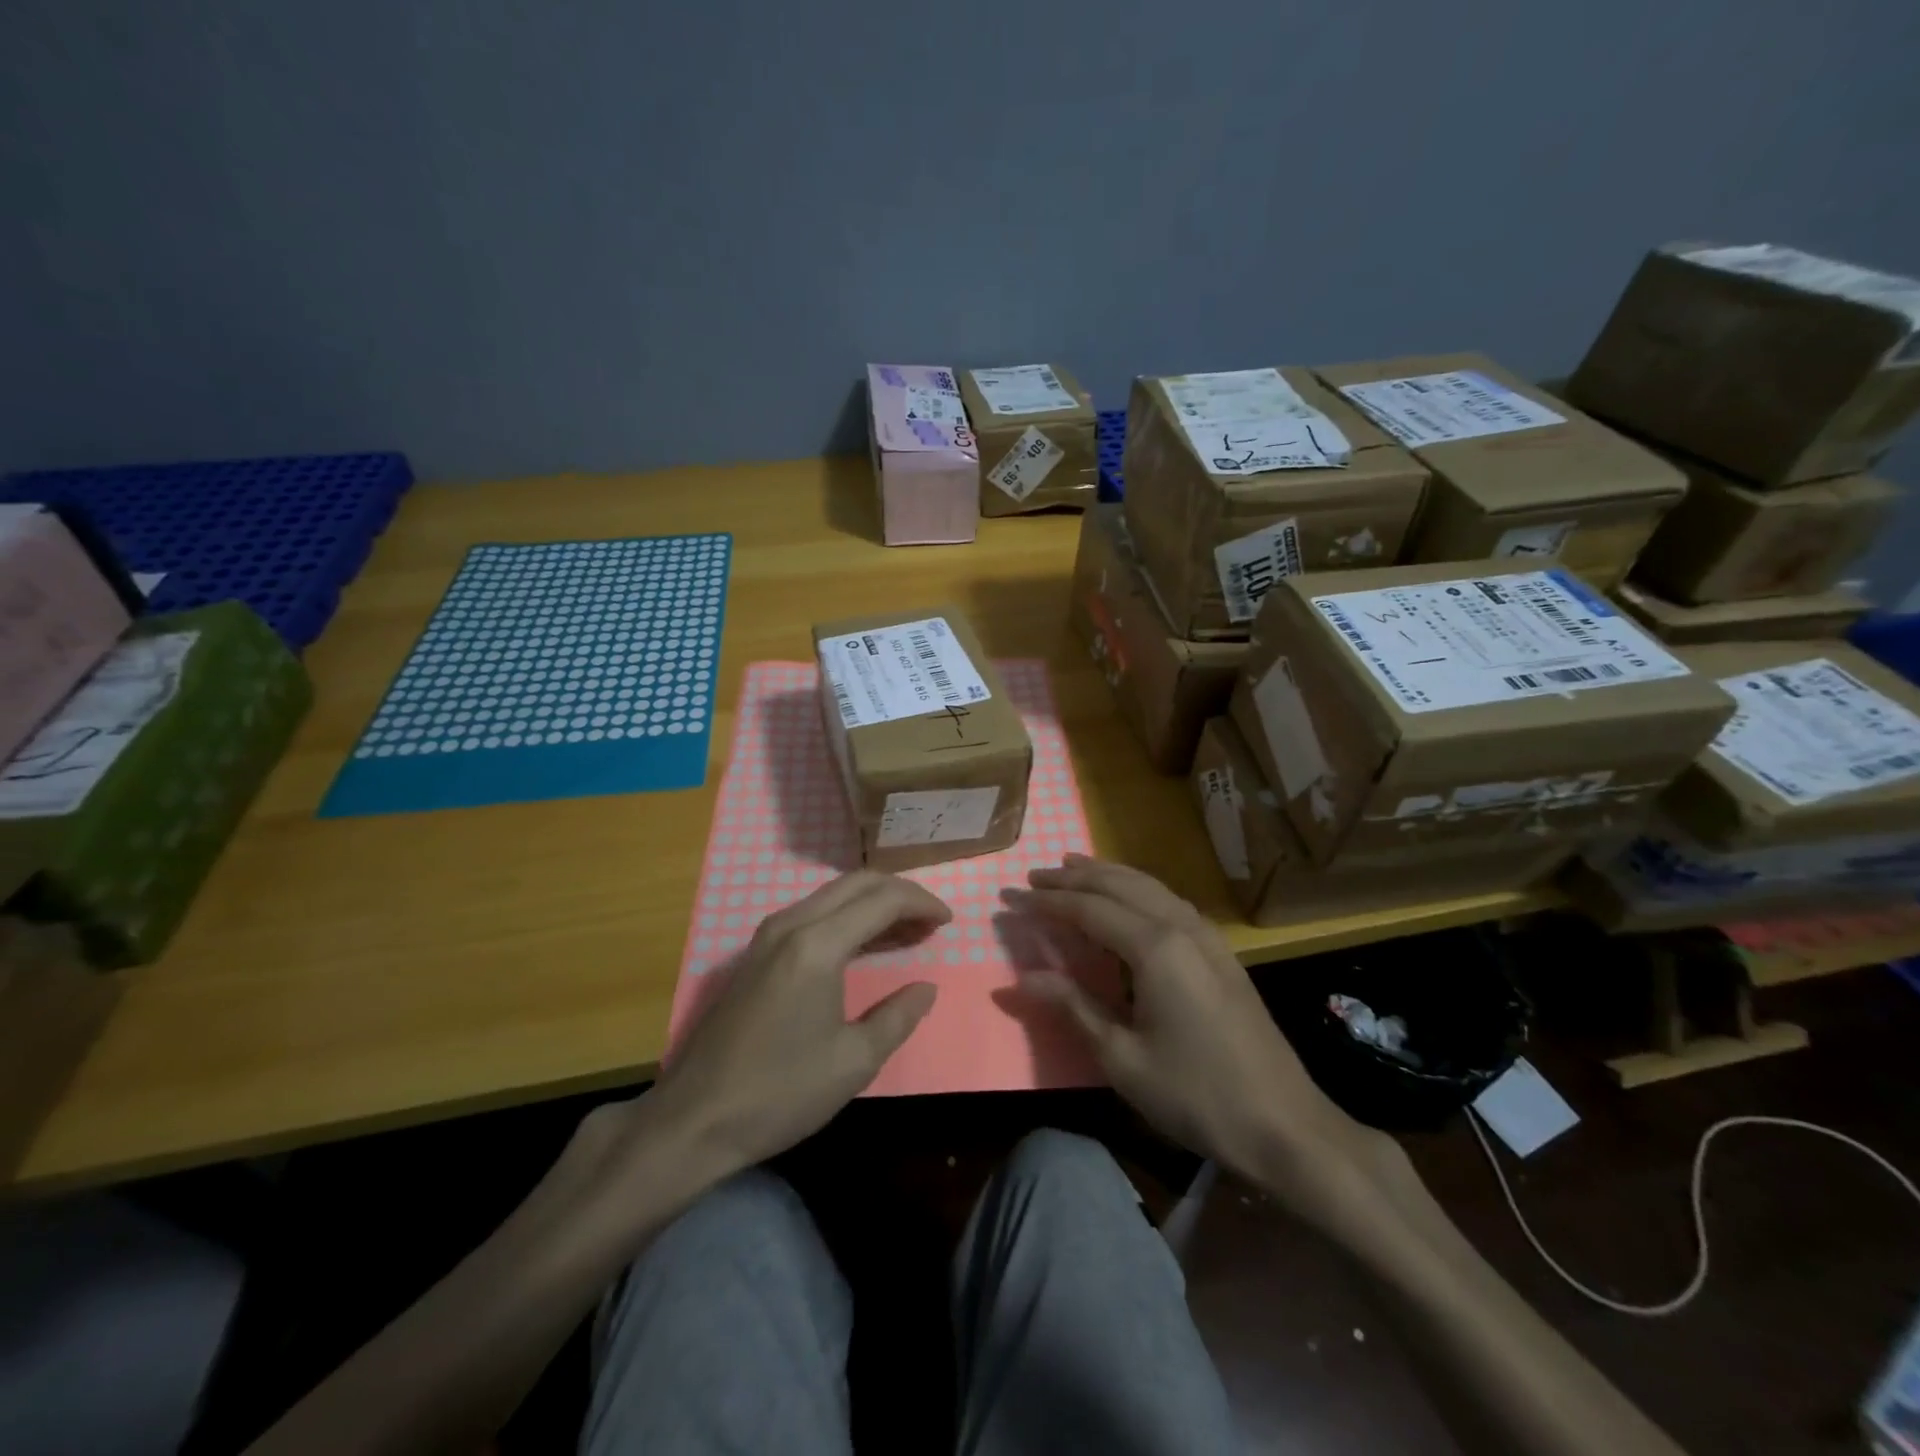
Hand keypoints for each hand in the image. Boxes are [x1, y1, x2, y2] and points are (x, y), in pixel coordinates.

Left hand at [641, 871, 948, 1178]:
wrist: (694, 1119)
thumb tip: (925, 988)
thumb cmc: (780, 1092)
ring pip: (833, 895)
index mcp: (817, 945)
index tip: (949, 920)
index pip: (882, 900)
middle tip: (931, 921)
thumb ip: (898, 1016)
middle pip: (857, 884)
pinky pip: (813, 914)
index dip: (921, 903)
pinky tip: (864, 944)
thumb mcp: (854, 1062)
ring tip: (908, 931)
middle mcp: (791, 924)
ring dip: (873, 904)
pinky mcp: (756, 953)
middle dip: (900, 894)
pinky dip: (847, 917)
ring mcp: (767, 936)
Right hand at [1017, 856, 1401, 1218]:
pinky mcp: (1221, 951)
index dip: (1047, 902)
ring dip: (1107, 874)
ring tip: (1074, 867)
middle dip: (1074, 877)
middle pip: (1119, 885)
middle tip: (1035, 875)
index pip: (1088, 909)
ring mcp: (1207, 936)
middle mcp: (1181, 927)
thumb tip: (1019, 980)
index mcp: (1155, 948)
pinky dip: (1137, 889)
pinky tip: (1128, 898)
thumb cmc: (1195, 1094)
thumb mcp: (1122, 1058)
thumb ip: (1072, 1007)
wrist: (1284, 1124)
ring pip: (1148, 886)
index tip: (1011, 896)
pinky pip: (1169, 901)